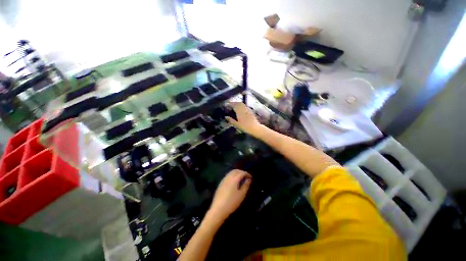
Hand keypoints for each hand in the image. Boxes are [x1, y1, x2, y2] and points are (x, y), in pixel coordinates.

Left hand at [207, 169, 251, 222]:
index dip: (247, 174)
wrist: (218, 209)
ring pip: (231, 172)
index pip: (242, 173)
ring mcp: (224, 179)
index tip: (251, 177)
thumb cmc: (232, 202)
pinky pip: (228, 175)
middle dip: (241, 172)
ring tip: (241, 178)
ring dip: (237, 173)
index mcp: (234, 178)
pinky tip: (234, 181)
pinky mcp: (221, 183)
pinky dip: (232, 175)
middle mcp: (228, 177)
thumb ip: (246, 185)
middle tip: (246, 177)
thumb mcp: (241, 194)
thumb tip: (249, 179)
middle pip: (236, 170)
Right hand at [226, 102, 262, 137]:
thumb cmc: (245, 127)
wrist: (255, 128)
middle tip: (230, 104)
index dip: (230, 104)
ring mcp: (248, 109)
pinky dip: (242, 106)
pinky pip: (245, 106)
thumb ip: (231, 120)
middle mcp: (244, 109)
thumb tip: (226, 117)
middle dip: (234, 103)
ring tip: (234, 106)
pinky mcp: (251, 111)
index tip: (226, 104)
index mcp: (239, 112)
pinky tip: (240, 109)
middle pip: (238, 103)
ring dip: (238, 103)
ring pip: (242, 104)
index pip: (234, 105)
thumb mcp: (237, 125)